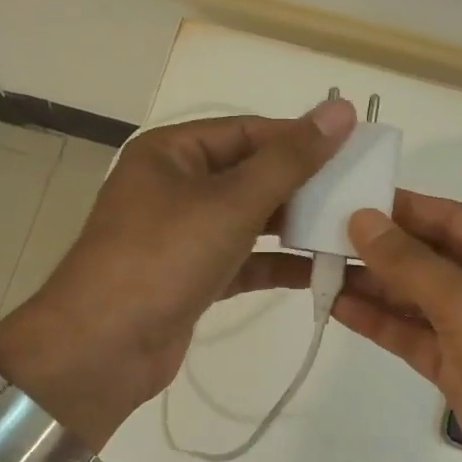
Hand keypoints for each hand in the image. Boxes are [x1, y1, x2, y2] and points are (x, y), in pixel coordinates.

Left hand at [0, 101, 355, 445]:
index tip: (353, 147)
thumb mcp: (231, 202)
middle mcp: (175, 186)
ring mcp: (182, 234)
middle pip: (250, 174)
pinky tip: (323, 269)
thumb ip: (290, 159)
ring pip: (249, 219)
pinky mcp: (192, 277)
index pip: (248, 131)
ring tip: (350, 228)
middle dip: (302, 184)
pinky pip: (244, 259)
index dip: (300, 137)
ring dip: (295, 225)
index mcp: (172, 152)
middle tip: (360, 191)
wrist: (102, 350)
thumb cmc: (164, 257)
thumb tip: (341, 111)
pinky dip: (278, 264)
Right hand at [335, 191, 461, 461]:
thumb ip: (411, 263)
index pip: (449, 217)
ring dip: (372, 283)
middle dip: (379, 247)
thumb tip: (361, 218)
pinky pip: (411, 334)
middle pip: (428, 256)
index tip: (346, 197)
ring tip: (318, 265)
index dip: (399, 207)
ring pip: (415, 296)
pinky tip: (338, 305)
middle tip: (319, 233)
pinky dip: (378, 321)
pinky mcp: (456, 368)